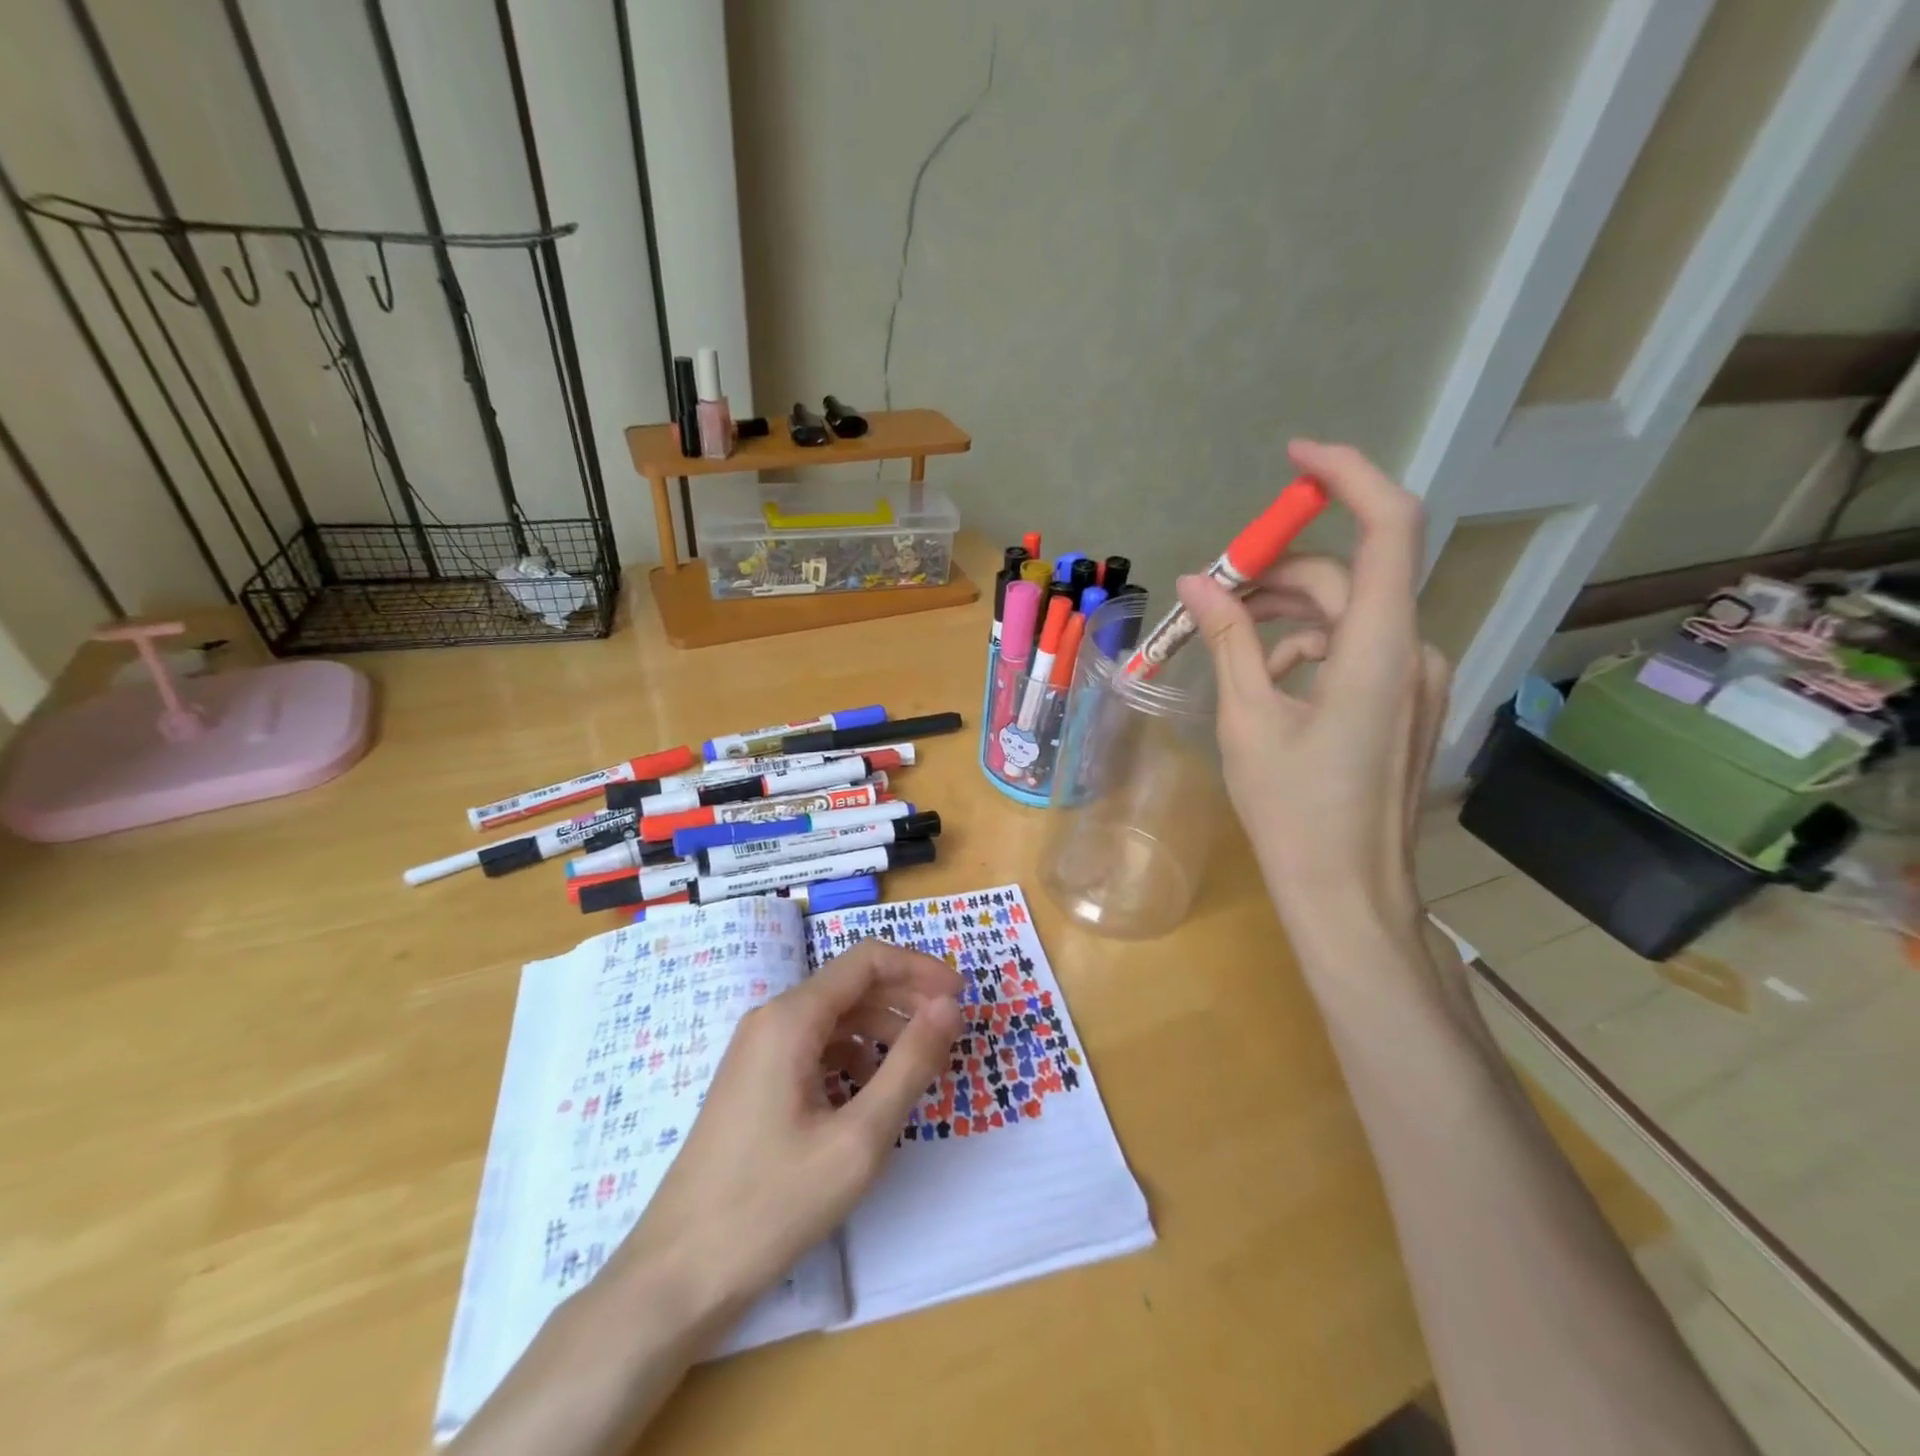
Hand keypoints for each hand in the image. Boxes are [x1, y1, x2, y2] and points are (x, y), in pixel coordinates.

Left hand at [613, 940, 963, 1325]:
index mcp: (792, 1018)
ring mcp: (757, 1049)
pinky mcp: (754, 1079)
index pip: (867, 960)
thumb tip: (950, 1007)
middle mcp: (771, 1019)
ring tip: (921, 1062)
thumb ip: (910, 1064)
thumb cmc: (772, 1204)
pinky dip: (853, 1054)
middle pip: (851, 984)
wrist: (677, 1274)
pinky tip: (871, 1090)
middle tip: (950, 1030)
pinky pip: (813, 1045)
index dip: (919, 969)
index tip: (961, 998)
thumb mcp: (859, 1139)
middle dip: (906, 998)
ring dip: (882, 1027)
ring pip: (834, 1016)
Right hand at [1176, 440, 1448, 946]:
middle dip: (1276, 574)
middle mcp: (1411, 650)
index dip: (1347, 476)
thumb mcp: (1248, 719)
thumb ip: (1229, 639)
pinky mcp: (1402, 703)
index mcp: (1378, 648)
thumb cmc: (1293, 811)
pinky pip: (1355, 650)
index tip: (1293, 460)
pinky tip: (1268, 676)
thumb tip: (1198, 580)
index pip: (1387, 527)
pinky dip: (1308, 646)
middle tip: (1211, 590)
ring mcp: (1412, 679)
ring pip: (1347, 615)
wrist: (1348, 893)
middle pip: (1346, 578)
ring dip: (1287, 612)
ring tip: (1226, 635)